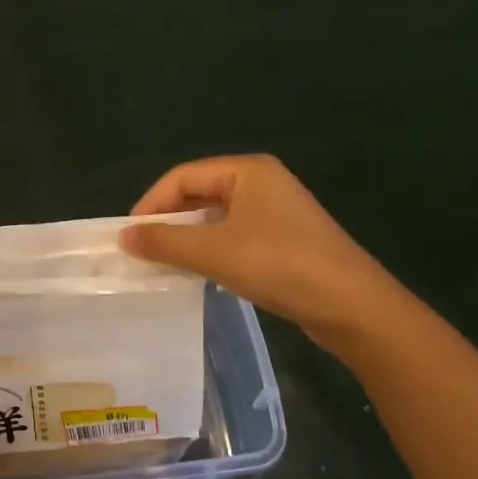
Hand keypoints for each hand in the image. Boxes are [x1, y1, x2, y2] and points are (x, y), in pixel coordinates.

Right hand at [120, 154, 400, 347]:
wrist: (354, 308)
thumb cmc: (280, 265)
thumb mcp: (213, 251)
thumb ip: (164, 241)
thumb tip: (123, 236)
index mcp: (247, 171)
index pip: (182, 176)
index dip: (151, 203)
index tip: (130, 235)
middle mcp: (261, 183)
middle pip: (198, 193)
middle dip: (168, 220)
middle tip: (143, 250)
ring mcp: (276, 212)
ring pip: (215, 217)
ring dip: (188, 238)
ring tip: (164, 262)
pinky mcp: (284, 240)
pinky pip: (234, 236)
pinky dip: (211, 250)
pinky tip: (199, 272)